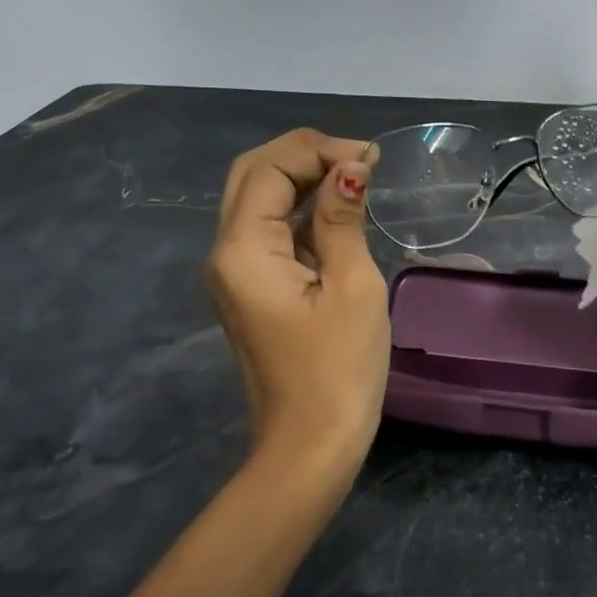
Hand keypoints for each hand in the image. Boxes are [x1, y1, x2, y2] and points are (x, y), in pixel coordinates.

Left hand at [207, 128, 389, 478]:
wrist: (311, 445)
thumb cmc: (338, 368)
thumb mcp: (351, 286)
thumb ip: (343, 219)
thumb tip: (351, 167)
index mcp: (243, 250)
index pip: (268, 168)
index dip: (317, 150)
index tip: (371, 158)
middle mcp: (226, 253)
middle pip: (253, 175)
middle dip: (304, 154)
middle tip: (359, 159)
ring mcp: (236, 272)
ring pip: (259, 199)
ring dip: (304, 178)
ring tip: (357, 174)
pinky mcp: (253, 287)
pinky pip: (272, 230)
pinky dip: (303, 209)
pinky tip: (340, 208)